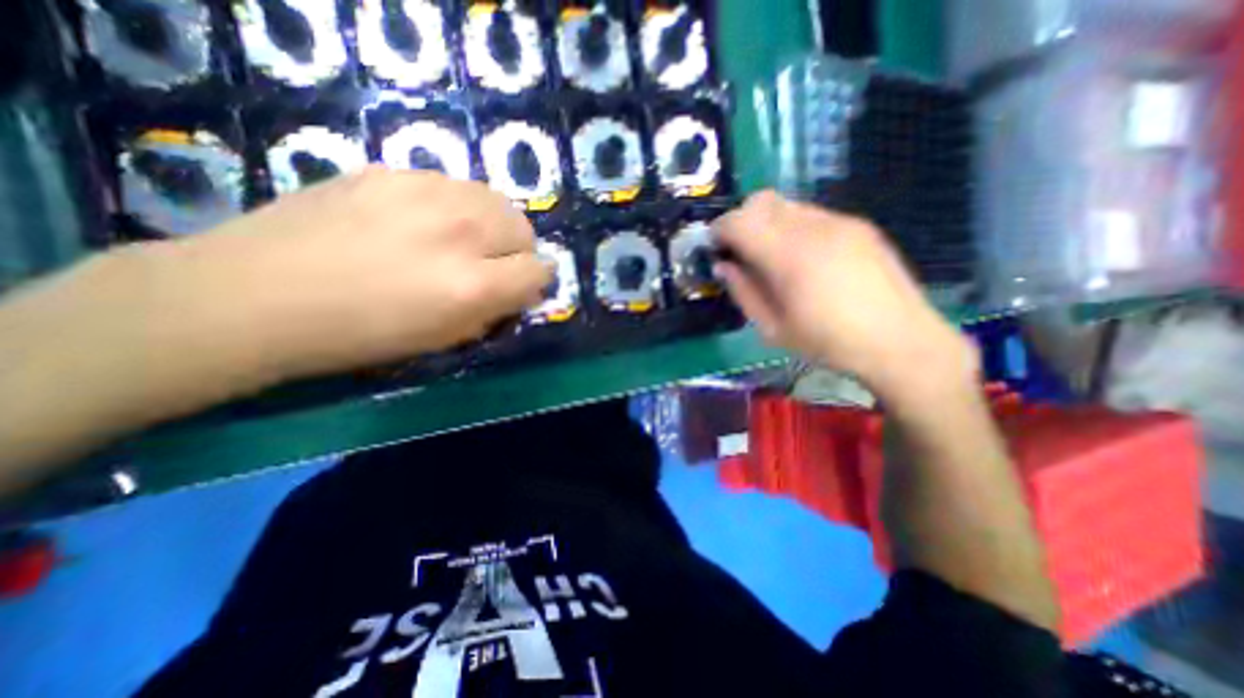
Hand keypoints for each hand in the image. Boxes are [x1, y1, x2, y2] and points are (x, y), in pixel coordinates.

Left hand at [117, 167, 549, 383]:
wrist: (258, 295)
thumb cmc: (362, 334)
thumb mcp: (446, 338)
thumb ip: (495, 309)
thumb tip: (519, 288)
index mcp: (473, 285)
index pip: (539, 269)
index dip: (534, 282)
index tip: (518, 288)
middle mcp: (460, 232)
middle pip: (523, 227)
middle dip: (517, 250)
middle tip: (489, 265)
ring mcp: (423, 192)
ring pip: (493, 199)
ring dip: (490, 224)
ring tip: (459, 240)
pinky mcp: (390, 171)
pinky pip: (451, 185)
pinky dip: (454, 206)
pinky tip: (421, 222)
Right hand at [716, 192, 976, 399]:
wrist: (900, 340)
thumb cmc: (828, 342)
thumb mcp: (773, 328)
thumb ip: (743, 292)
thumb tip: (723, 266)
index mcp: (788, 257)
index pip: (739, 221)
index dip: (719, 230)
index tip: (715, 247)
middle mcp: (812, 228)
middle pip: (761, 201)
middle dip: (741, 220)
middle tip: (740, 251)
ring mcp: (839, 222)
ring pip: (786, 204)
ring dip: (767, 223)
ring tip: (773, 256)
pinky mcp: (858, 224)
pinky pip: (811, 214)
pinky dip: (793, 227)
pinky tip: (804, 257)